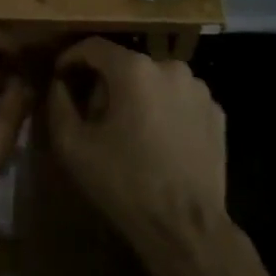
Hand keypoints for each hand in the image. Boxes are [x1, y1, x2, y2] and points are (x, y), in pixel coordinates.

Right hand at [46, 40, 233, 275]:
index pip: (94, 47)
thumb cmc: (125, 183)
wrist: (186, 229)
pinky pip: (180, 100)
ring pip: (155, 81)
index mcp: (134, 69)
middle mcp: (169, 67)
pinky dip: (165, 111)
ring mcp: (198, 89)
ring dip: (138, 96)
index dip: (72, 58)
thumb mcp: (73, 147)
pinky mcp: (217, 113)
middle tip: (94, 115)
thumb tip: (60, 83)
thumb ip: (59, 104)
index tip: (60, 76)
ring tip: (129, 130)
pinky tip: (159, 141)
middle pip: (126, 65)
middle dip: (107, 83)